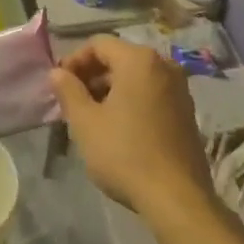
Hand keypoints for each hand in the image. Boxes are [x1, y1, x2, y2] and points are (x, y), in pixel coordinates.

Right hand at [49, 36, 215, 222]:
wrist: (177, 199)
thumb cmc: (125, 153)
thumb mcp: (85, 122)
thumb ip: (68, 91)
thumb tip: (57, 73)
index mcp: (139, 60)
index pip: (98, 44)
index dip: (74, 60)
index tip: (59, 84)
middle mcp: (164, 65)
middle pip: (119, 58)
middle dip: (92, 76)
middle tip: (72, 102)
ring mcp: (180, 89)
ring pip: (136, 77)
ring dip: (110, 90)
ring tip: (92, 117)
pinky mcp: (187, 112)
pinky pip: (151, 93)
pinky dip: (131, 101)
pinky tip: (118, 128)